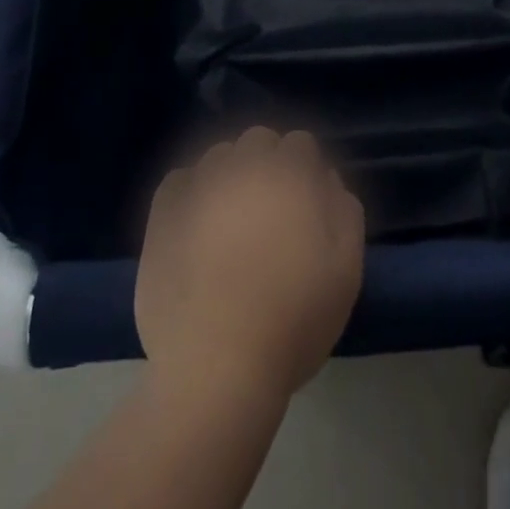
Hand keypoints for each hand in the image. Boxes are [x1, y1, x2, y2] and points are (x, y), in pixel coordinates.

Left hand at [136, 127, 365, 405]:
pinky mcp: (163, 211)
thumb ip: (344, 211)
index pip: (301, 143)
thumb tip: (326, 179)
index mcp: (290, 174)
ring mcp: (199, 184)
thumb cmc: (293, 320)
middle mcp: (243, 164)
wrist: (216, 368)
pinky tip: (196, 224)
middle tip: (271, 212)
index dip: (306, 171)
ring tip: (231, 220)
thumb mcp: (346, 270)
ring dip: (230, 174)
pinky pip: (180, 180)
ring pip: (219, 156)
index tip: (306, 205)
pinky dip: (191, 191)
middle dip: (268, 164)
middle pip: (259, 140)